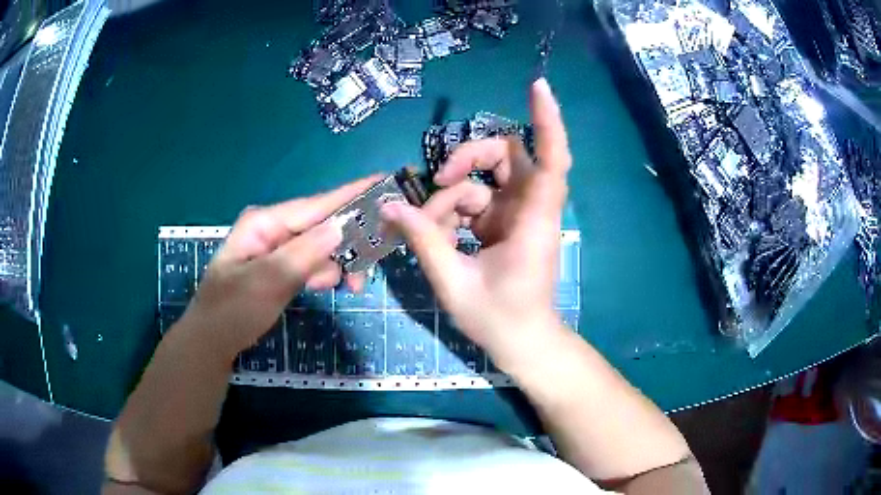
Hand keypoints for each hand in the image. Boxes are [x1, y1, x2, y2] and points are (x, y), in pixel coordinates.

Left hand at [179, 176, 378, 361]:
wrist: (212, 341)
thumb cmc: (231, 311)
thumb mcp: (265, 283)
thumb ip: (302, 255)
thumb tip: (340, 226)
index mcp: (265, 222)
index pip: (316, 205)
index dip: (352, 193)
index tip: (385, 180)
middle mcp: (274, 228)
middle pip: (323, 225)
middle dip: (347, 245)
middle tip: (363, 276)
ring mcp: (278, 247)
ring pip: (322, 247)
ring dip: (336, 265)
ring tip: (345, 288)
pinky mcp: (282, 265)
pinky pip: (313, 262)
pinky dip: (324, 273)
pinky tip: (321, 286)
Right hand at [381, 79, 571, 366]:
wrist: (522, 342)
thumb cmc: (500, 318)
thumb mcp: (454, 282)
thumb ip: (423, 240)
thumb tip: (389, 206)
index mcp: (533, 220)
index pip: (552, 158)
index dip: (547, 120)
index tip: (538, 86)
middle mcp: (531, 207)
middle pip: (505, 155)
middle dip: (469, 160)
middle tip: (439, 181)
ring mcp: (518, 213)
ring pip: (483, 181)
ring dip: (452, 199)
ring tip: (427, 231)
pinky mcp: (506, 223)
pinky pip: (476, 202)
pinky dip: (453, 214)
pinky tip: (437, 235)